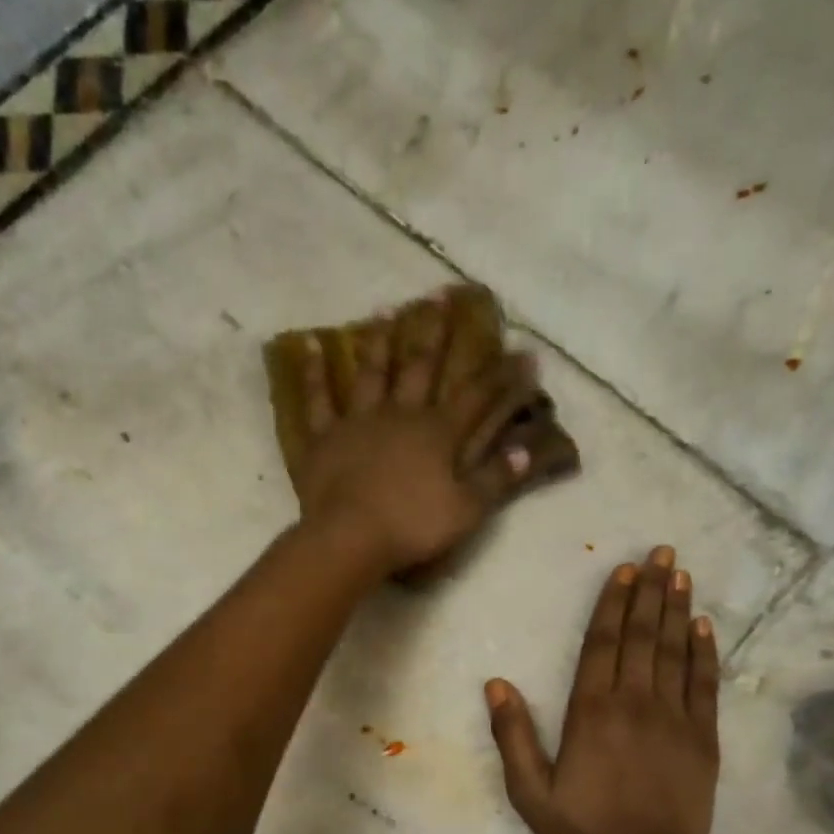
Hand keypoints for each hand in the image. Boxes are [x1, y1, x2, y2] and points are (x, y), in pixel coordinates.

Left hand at [294, 292, 543, 575]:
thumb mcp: (467, 509)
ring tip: (385, 310)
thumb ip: (497, 478)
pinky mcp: (325, 438)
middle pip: (421, 367)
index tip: (524, 352)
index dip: (502, 376)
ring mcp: (359, 422)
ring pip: (372, 373)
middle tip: (440, 295)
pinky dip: (313, 373)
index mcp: (438, 433)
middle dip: (435, 333)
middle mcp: (400, 415)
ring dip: (380, 342)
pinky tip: (308, 345)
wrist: (351, 538)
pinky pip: (318, 400)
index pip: (478, 396)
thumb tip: (525, 449)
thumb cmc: (413, 527)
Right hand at [486, 546, 720, 833]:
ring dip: (678, 609)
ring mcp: (675, 718)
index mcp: (592, 712)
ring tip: (682, 574)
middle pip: (644, 636)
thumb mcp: (530, 792)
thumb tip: (495, 684)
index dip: (613, 603)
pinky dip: (705, 652)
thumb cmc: (583, 832)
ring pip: (676, 651)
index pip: (603, 643)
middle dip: (651, 591)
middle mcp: (635, 702)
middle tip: (663, 552)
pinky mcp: (702, 738)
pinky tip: (705, 626)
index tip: (624, 570)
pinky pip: (705, 684)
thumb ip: (513, 736)